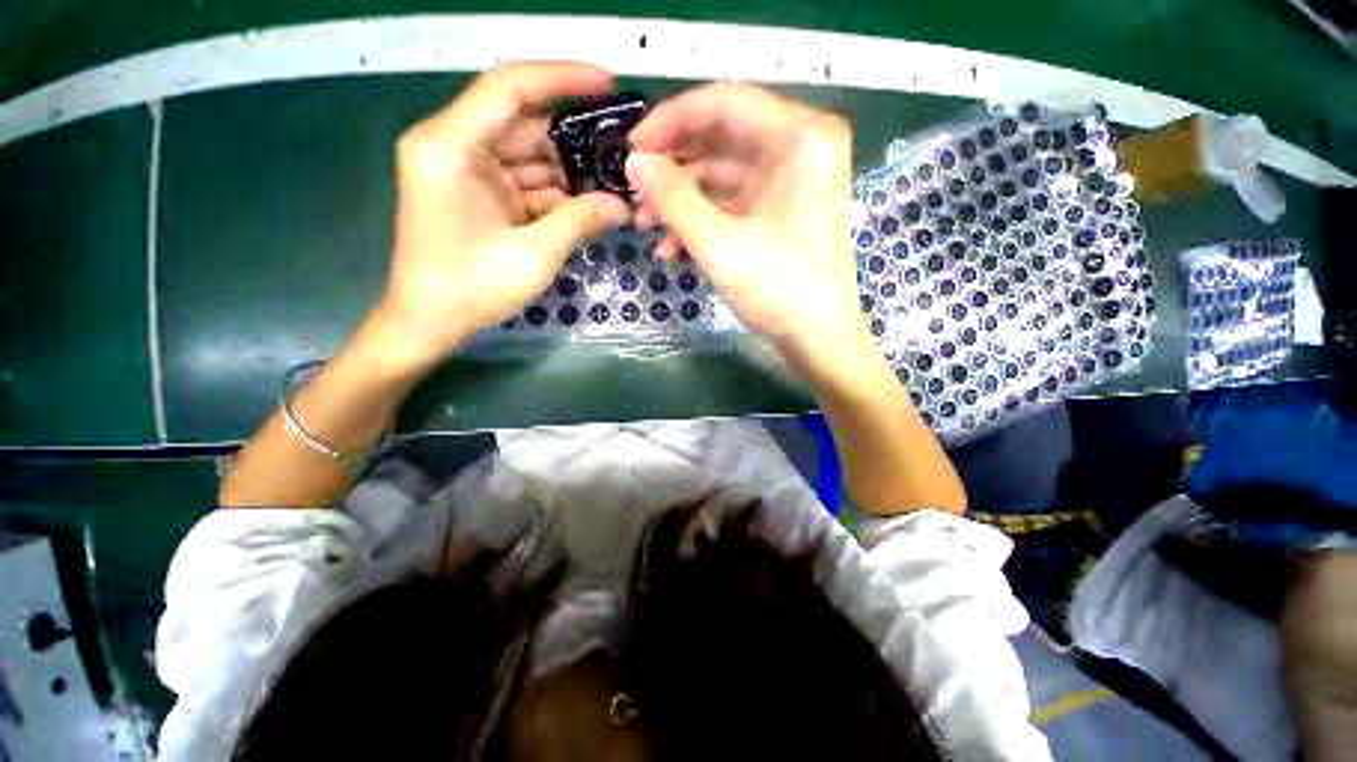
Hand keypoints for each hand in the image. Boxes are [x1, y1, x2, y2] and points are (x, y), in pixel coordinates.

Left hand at [373, 62, 629, 372]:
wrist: (429, 322)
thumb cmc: (469, 288)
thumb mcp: (532, 254)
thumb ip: (579, 222)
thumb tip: (621, 206)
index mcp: (450, 146)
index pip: (509, 87)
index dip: (561, 79)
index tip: (607, 84)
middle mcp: (455, 146)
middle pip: (524, 123)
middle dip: (574, 138)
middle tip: (622, 148)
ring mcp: (467, 172)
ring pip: (529, 156)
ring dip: (570, 171)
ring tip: (614, 182)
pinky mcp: (479, 195)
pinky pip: (525, 183)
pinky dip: (556, 195)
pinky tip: (589, 206)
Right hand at [625, 82, 868, 370]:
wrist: (818, 340)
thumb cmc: (778, 291)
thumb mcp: (718, 244)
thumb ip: (672, 198)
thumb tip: (633, 162)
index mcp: (801, 138)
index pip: (724, 102)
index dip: (671, 121)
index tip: (632, 148)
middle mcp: (801, 148)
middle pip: (721, 138)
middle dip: (674, 168)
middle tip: (636, 193)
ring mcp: (791, 182)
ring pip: (722, 175)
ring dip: (683, 200)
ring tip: (647, 228)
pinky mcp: (781, 211)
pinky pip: (733, 202)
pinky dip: (703, 220)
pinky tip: (674, 248)